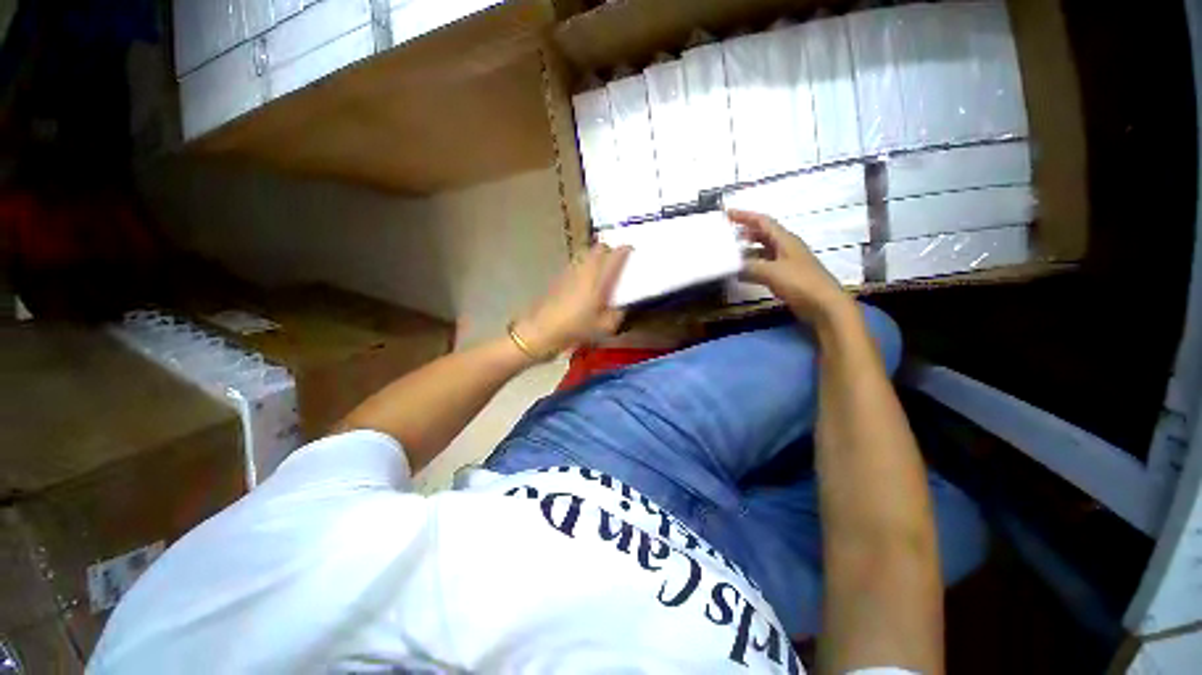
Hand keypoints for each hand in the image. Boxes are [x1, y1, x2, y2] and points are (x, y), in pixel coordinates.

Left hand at [513, 244, 631, 356]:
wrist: (541, 330)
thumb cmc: (575, 328)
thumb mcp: (604, 327)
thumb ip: (617, 315)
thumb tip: (621, 307)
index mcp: (598, 279)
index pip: (614, 255)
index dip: (625, 250)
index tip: (631, 251)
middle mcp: (584, 270)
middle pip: (598, 248)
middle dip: (609, 251)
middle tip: (615, 261)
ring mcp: (569, 272)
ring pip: (585, 254)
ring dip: (595, 258)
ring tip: (601, 272)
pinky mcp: (558, 278)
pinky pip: (576, 265)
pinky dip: (584, 267)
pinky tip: (584, 283)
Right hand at [731, 209, 853, 322]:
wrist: (823, 305)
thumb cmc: (800, 282)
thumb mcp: (771, 272)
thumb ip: (749, 267)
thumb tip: (731, 266)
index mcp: (785, 240)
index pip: (763, 222)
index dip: (745, 216)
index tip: (728, 214)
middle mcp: (785, 248)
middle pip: (763, 235)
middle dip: (745, 232)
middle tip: (727, 235)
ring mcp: (786, 263)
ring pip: (763, 251)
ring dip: (747, 251)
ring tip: (730, 254)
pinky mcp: (786, 277)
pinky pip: (764, 267)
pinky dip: (752, 268)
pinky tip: (741, 274)